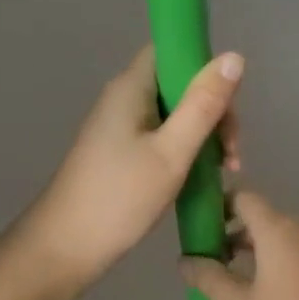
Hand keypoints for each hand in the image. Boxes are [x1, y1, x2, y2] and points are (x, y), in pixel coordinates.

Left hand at [22, 45, 243, 289]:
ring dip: (205, 134)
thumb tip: (234, 56)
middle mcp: (124, 98)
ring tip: (226, 170)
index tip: (229, 100)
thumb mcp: (172, 151)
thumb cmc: (119, 197)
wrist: (64, 249)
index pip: (172, 50)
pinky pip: (164, 135)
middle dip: (213, 110)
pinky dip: (187, 149)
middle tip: (231, 152)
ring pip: (176, 113)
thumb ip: (204, 105)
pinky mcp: (121, 151)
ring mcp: (121, 126)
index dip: (205, 65)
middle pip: (180, 84)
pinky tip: (204, 175)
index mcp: (131, 87)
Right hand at [180, 193, 298, 299]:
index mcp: (278, 228)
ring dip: (259, 251)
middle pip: (264, 217)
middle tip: (212, 262)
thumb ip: (212, 279)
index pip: (244, 197)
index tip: (201, 230)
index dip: (220, 206)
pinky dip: (282, 264)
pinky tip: (273, 298)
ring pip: (284, 237)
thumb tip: (184, 260)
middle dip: (236, 233)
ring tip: (238, 283)